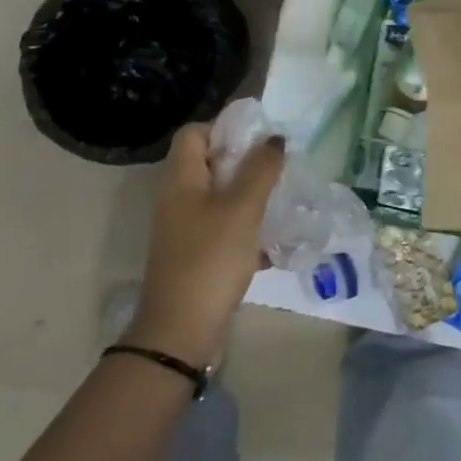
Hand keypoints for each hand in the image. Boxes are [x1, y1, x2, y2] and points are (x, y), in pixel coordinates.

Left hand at [124, 123, 283, 368]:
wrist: (181, 332)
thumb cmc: (210, 259)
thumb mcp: (241, 208)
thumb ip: (260, 169)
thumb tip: (274, 139)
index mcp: (180, 178)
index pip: (195, 133)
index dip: (225, 128)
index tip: (259, 140)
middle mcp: (177, 198)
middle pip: (210, 163)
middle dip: (246, 162)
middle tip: (278, 168)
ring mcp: (185, 228)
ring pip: (220, 196)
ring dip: (250, 195)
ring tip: (282, 200)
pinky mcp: (196, 254)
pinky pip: (223, 227)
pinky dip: (247, 227)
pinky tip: (274, 241)